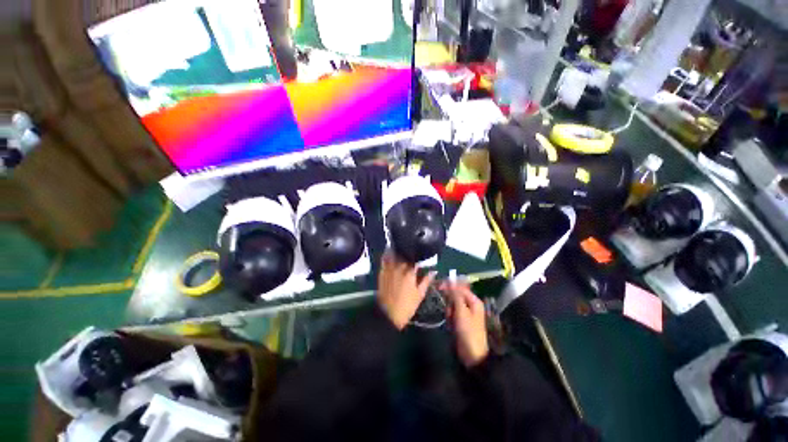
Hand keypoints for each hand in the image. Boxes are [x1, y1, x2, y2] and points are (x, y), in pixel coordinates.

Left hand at [377, 253, 435, 329]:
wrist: (388, 314)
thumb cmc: (407, 305)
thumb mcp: (420, 294)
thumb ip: (427, 280)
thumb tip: (434, 271)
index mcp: (410, 272)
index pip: (415, 258)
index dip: (419, 256)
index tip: (421, 255)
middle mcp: (399, 267)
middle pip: (404, 254)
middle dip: (408, 252)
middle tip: (412, 252)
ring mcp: (389, 269)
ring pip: (393, 254)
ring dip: (397, 251)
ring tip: (401, 249)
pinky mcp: (382, 272)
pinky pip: (384, 260)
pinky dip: (387, 256)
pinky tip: (390, 254)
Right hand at [443, 281, 488, 367]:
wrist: (472, 354)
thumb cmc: (469, 331)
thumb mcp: (461, 311)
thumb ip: (455, 295)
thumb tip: (450, 281)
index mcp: (474, 301)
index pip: (460, 288)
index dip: (450, 286)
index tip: (439, 286)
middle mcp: (470, 305)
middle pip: (455, 296)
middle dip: (450, 304)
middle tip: (450, 313)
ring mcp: (465, 313)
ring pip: (452, 305)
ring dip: (449, 312)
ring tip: (452, 322)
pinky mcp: (460, 321)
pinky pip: (452, 314)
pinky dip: (450, 318)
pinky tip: (451, 326)